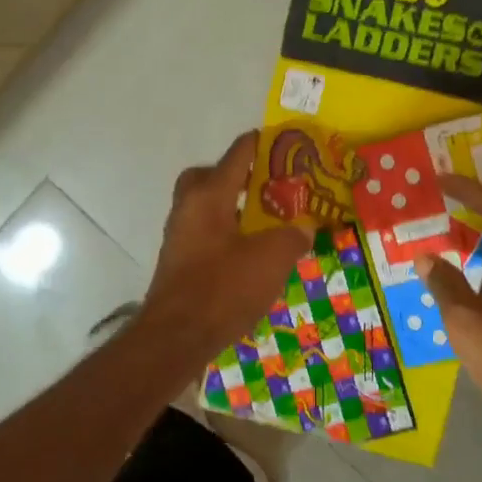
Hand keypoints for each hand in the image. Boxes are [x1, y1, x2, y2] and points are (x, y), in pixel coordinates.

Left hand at [140, 132, 312, 366]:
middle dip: (239, 176)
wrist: (176, 337)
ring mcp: (179, 235)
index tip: (287, 143)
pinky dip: (226, 234)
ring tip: (267, 222)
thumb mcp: (271, 259)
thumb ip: (292, 236)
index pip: (238, 154)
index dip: (263, 144)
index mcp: (209, 195)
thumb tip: (305, 226)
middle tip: (267, 187)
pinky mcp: (179, 262)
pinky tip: (250, 255)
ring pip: (206, 206)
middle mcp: (188, 207)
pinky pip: (205, 233)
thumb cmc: (223, 288)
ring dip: (233, 208)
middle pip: (210, 176)